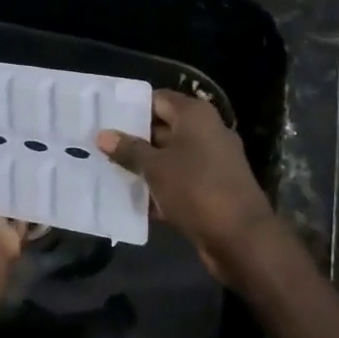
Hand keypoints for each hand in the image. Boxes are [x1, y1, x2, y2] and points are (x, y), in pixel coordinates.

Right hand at [97, 91, 277, 281]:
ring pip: (169, 157)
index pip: (158, 99)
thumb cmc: (196, 190)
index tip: (104, 117)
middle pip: (162, 128)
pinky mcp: (211, 189)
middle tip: (98, 145)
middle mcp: (206, 132)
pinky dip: (158, 187)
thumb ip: (129, 150)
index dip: (131, 107)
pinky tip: (130, 198)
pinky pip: (178, 181)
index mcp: (196, 116)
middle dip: (132, 138)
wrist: (241, 238)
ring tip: (105, 170)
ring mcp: (211, 162)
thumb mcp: (156, 168)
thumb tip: (103, 134)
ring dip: (143, 166)